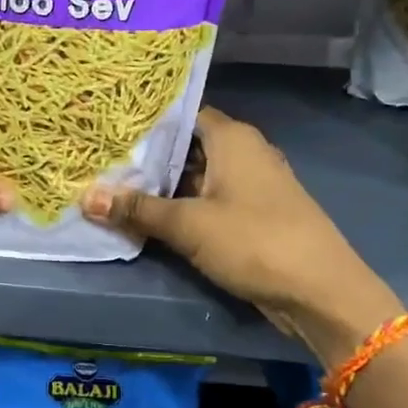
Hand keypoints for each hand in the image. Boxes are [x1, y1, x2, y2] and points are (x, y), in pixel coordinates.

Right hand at [82, 107, 398, 360]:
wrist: (321, 292)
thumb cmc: (254, 240)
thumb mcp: (188, 224)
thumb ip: (138, 209)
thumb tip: (86, 197)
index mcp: (232, 137)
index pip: (181, 115)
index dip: (146, 123)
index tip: (109, 130)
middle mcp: (244, 151)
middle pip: (187, 146)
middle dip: (148, 158)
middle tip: (102, 162)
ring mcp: (252, 184)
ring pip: (198, 176)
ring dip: (165, 187)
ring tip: (116, 189)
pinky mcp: (255, 215)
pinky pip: (211, 200)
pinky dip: (184, 206)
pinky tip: (152, 218)